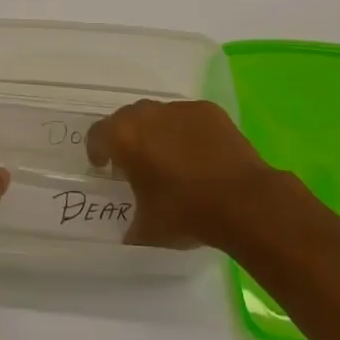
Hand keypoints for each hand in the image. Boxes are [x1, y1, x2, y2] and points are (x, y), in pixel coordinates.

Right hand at [86, 99, 280, 248]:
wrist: (243, 201)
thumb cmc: (186, 212)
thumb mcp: (148, 229)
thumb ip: (131, 224)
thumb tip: (129, 231)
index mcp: (123, 137)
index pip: (96, 135)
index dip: (97, 152)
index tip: (104, 167)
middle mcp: (147, 114)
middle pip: (127, 120)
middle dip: (128, 139)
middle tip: (137, 163)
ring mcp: (179, 108)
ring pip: (159, 116)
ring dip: (158, 133)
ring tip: (172, 159)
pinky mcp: (208, 110)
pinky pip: (189, 119)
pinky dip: (188, 133)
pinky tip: (201, 156)